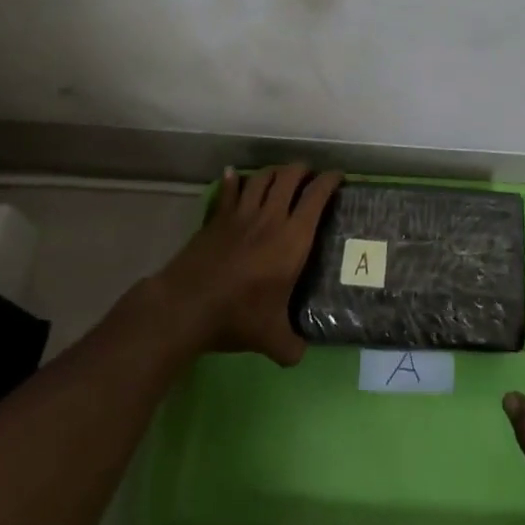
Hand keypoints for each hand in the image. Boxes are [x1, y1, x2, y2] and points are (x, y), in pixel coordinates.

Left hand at [151, 164, 341, 364]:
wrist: (186, 305)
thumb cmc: (238, 316)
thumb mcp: (271, 339)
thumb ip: (291, 346)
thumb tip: (300, 355)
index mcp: (293, 239)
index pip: (316, 197)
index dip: (330, 181)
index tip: (338, 177)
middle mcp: (270, 218)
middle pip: (289, 177)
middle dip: (302, 170)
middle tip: (309, 175)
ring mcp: (241, 214)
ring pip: (261, 178)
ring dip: (274, 171)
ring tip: (280, 174)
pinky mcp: (216, 219)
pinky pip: (229, 191)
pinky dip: (234, 180)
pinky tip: (234, 174)